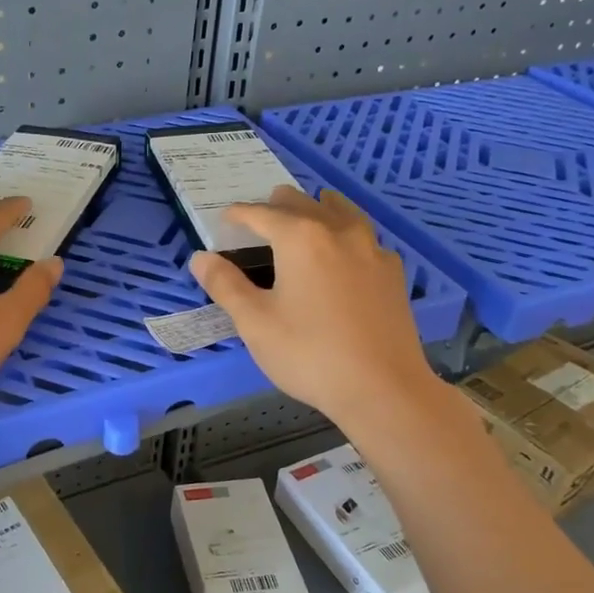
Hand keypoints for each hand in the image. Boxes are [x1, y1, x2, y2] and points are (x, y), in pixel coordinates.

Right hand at [189, 186, 434, 424]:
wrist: (383, 388)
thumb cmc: (309, 354)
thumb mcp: (254, 322)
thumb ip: (225, 285)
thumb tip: (200, 257)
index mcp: (300, 238)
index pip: (261, 214)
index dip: (239, 214)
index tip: (225, 218)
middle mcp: (338, 232)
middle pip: (303, 204)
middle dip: (278, 205)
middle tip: (261, 214)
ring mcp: (372, 250)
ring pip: (341, 212)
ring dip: (318, 207)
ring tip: (309, 209)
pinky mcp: (393, 273)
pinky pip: (365, 238)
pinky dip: (347, 232)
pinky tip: (346, 249)